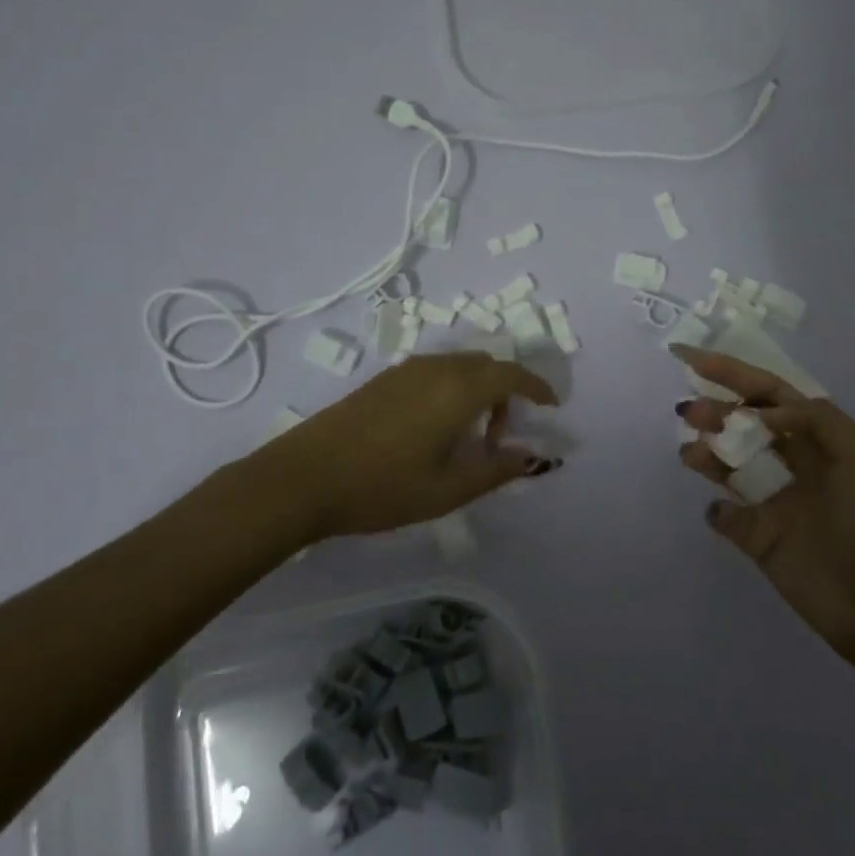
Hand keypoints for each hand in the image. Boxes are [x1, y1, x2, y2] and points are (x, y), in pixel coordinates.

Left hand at [255, 352, 559, 539]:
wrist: (303, 477)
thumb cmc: (382, 487)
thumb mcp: (448, 489)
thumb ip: (497, 470)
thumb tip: (535, 457)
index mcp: (458, 390)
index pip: (511, 375)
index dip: (537, 387)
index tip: (552, 406)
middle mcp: (436, 369)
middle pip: (487, 365)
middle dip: (506, 393)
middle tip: (499, 438)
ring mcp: (406, 370)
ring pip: (459, 366)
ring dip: (477, 391)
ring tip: (466, 438)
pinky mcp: (384, 379)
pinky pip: (435, 371)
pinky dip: (452, 389)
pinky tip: (434, 429)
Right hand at [674, 346, 854, 661]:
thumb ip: (815, 419)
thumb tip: (761, 413)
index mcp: (819, 439)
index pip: (770, 394)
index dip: (732, 373)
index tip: (692, 359)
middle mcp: (793, 463)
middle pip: (743, 424)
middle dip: (715, 410)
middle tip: (689, 411)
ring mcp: (773, 500)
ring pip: (728, 463)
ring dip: (707, 451)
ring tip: (692, 453)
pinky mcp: (758, 537)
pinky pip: (726, 515)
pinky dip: (718, 510)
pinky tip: (721, 510)